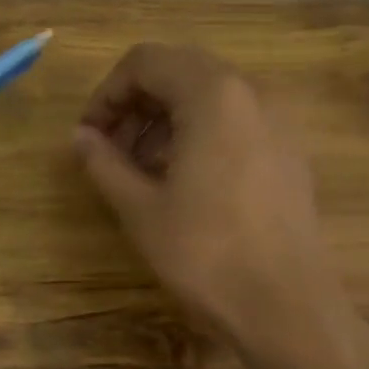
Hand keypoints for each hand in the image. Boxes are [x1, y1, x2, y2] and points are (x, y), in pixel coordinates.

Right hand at [73, 44, 368, 368]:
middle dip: (134, 103)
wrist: (286, 307)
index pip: (146, 62)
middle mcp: (252, 93)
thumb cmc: (204, 252)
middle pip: (178, 71)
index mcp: (214, 95)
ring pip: (207, 94)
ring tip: (138, 167)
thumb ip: (103, 161)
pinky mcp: (289, 150)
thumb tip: (79, 137)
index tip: (88, 134)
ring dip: (163, 118)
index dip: (107, 93)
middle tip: (108, 148)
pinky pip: (234, 119)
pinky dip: (197, 131)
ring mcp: (278, 120)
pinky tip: (179, 178)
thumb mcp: (139, 207)